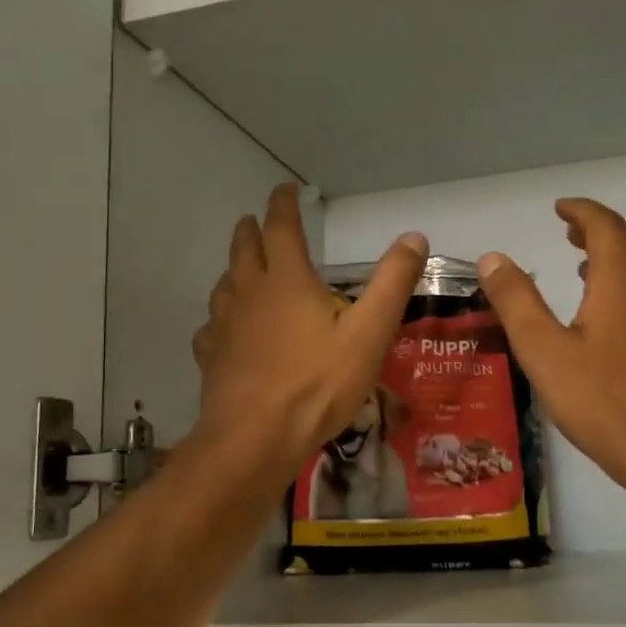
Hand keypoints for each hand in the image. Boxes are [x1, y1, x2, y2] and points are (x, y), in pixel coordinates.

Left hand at [193, 183, 426, 475]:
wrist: (257, 437)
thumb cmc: (318, 383)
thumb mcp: (370, 333)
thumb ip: (392, 284)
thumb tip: (413, 237)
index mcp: (287, 281)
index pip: (281, 228)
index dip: (283, 204)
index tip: (285, 189)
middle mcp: (250, 293)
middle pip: (244, 250)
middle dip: (251, 230)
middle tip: (255, 220)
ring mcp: (225, 326)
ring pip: (224, 285)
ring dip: (234, 268)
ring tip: (241, 268)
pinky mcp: (212, 357)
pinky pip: (213, 327)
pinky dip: (221, 317)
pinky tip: (224, 329)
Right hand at [478, 199, 625, 496]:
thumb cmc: (601, 400)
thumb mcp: (544, 350)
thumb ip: (517, 302)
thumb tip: (493, 258)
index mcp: (621, 284)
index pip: (605, 227)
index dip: (581, 211)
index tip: (559, 208)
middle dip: (595, 233)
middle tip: (567, 232)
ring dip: (609, 262)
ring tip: (579, 269)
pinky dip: (620, 290)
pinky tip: (602, 320)